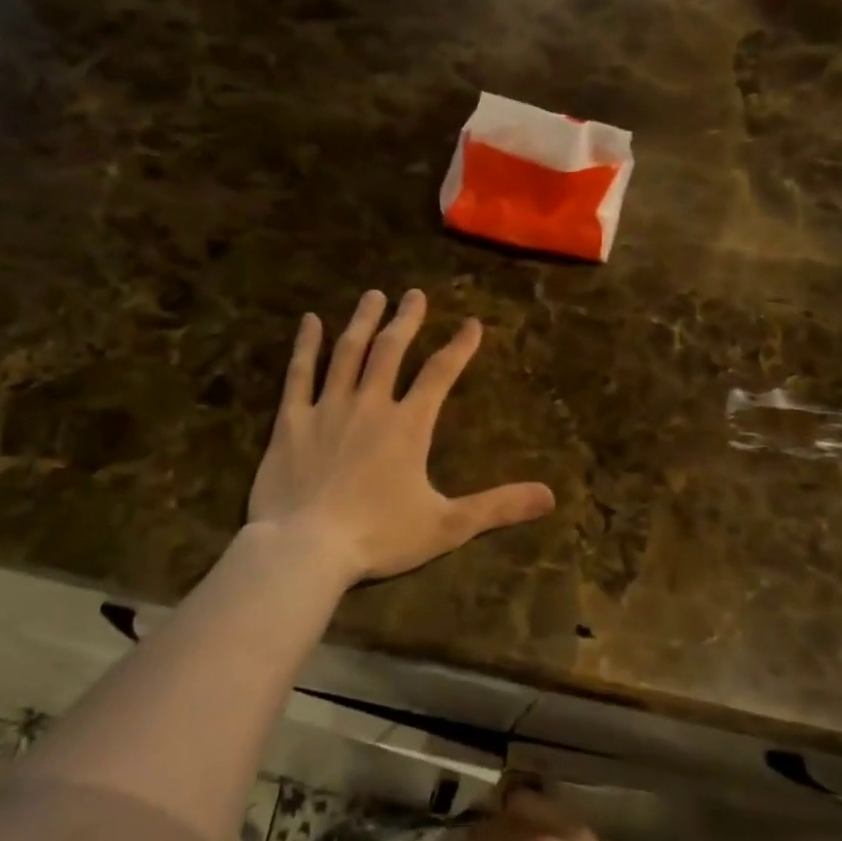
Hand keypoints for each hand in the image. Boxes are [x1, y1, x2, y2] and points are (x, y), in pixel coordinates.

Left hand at [247, 289, 555, 586]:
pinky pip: (299, 373)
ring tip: (373, 295)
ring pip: (348, 352)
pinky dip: (305, 345)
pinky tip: (309, 322)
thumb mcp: (446, 526)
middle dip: (406, 320)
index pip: (440, 374)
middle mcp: (369, 404)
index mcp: (408, 425)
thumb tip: (550, 496)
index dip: (459, 346)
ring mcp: (327, 407)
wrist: (306, 547)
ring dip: (362, 321)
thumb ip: (497, 507)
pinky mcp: (291, 420)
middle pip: (390, 350)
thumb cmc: (378, 536)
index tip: (472, 323)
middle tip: (414, 294)